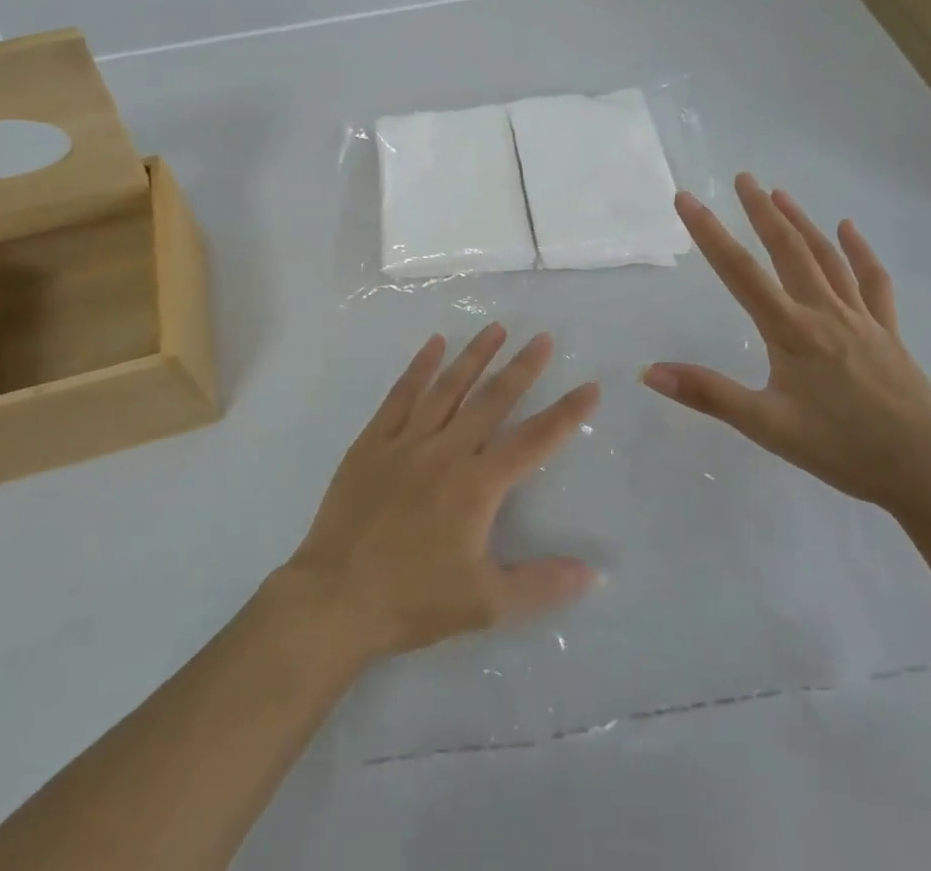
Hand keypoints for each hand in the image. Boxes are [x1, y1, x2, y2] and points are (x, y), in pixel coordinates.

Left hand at [284, 325, 601, 661]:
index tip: (590, 386)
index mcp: (477, 486)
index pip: (533, 442)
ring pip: (448, 388)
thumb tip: (594, 572)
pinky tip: (433, 344)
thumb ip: (541, 584)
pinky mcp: (373, 441)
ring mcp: (407, 441)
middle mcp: (446, 452)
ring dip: (474, 356)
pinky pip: (401, 395)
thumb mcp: (485, 603)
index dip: (565, 414)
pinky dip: (419, 367)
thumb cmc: (414, 601)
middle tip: (543, 338)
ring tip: (495, 327)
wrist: (336, 598)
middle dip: (521, 368)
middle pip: (491, 401)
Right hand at [642, 174, 930, 523]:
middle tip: (742, 177)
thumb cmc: (842, 449)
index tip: (687, 198)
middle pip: (788, 250)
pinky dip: (859, 252)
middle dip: (761, 211)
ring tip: (779, 193)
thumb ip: (708, 395)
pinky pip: (873, 282)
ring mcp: (861, 319)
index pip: (740, 272)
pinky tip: (848, 229)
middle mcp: (824, 312)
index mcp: (791, 331)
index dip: (709, 233)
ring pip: (826, 257)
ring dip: (801, 222)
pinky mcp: (888, 332)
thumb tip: (650, 372)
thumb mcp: (767, 427)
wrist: (929, 472)